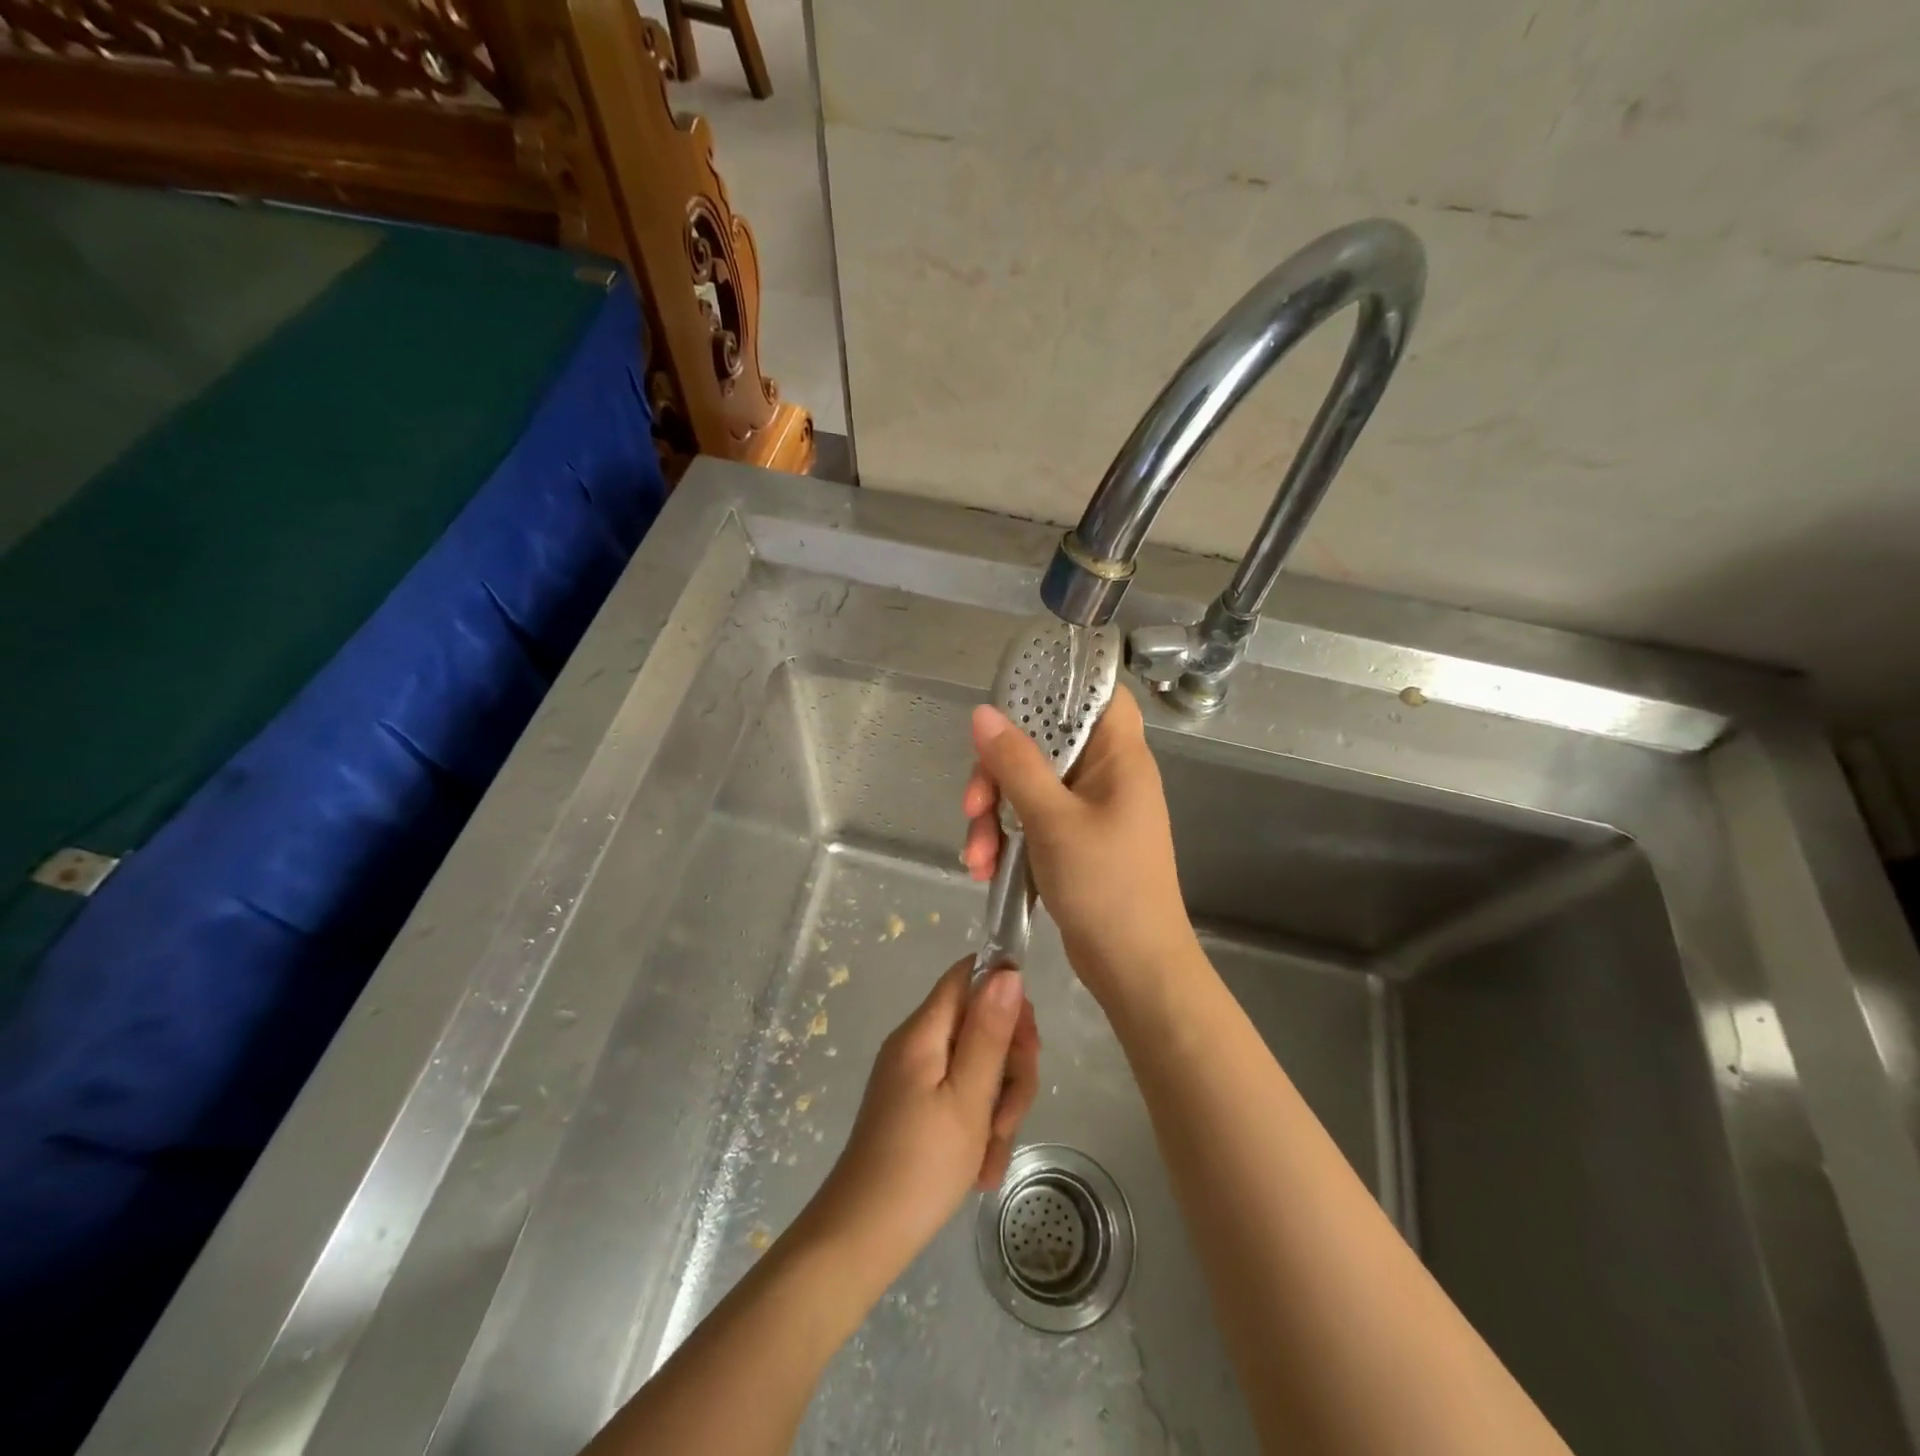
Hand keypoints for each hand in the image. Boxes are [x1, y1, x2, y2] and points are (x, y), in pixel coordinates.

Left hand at [805, 959, 1039, 1274]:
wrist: (863, 1238)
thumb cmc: (921, 1165)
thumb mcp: (968, 1098)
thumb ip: (989, 1033)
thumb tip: (1007, 971)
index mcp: (924, 1031)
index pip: (969, 975)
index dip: (1005, 995)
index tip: (1027, 1043)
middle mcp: (918, 1044)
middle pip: (980, 1024)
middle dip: (1009, 1067)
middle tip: (1011, 1113)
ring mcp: (916, 1077)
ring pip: (978, 1067)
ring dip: (998, 1107)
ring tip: (992, 1152)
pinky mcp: (916, 1107)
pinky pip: (961, 1098)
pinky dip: (978, 1127)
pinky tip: (981, 1167)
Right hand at [961, 685, 1194, 994]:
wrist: (1134, 968)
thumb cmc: (1105, 886)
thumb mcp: (1053, 820)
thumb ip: (1016, 763)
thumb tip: (984, 712)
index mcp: (1118, 757)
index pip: (1099, 693)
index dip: (1059, 685)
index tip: (1011, 700)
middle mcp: (1106, 775)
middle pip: (1044, 744)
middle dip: (998, 774)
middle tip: (973, 806)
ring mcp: (1089, 810)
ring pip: (1029, 787)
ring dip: (995, 817)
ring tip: (976, 858)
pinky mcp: (1074, 841)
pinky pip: (1032, 821)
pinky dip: (1007, 840)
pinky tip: (985, 869)